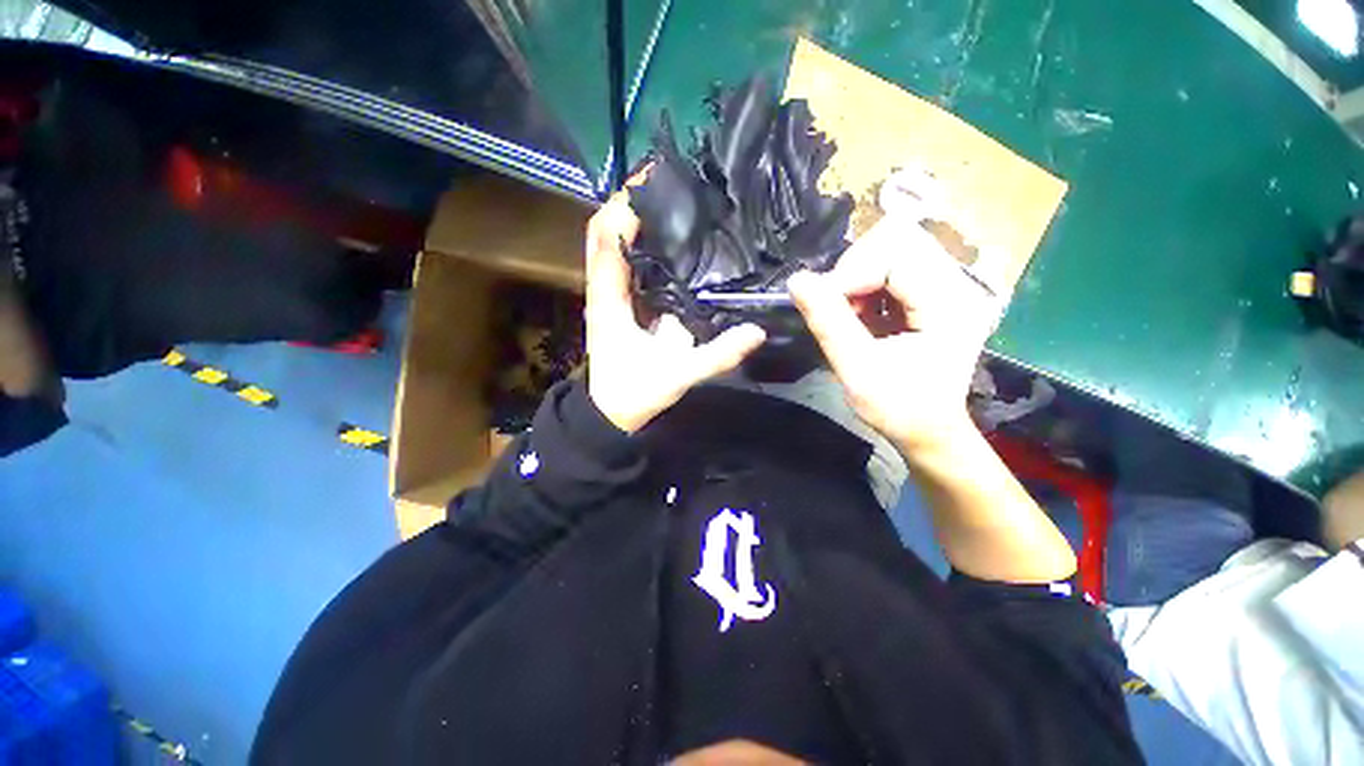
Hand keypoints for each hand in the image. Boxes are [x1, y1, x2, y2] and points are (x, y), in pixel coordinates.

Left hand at [584, 191, 765, 432]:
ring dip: (630, 219)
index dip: (625, 205)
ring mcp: (606, 295)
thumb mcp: (678, 376)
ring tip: (668, 201)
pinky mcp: (616, 303)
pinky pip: (621, 262)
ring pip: (609, 244)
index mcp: (609, 300)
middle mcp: (602, 290)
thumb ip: (716, 356)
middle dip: (628, 202)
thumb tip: (756, 332)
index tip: (656, 178)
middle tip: (667, 183)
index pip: (607, 238)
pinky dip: (635, 242)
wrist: (609, 414)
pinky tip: (665, 239)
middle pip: (602, 231)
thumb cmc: (634, 394)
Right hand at [788, 215, 1002, 454]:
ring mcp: (945, 290)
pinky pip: (891, 273)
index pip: (895, 258)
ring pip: (891, 255)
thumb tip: (797, 280)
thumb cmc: (898, 408)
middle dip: (854, 274)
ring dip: (858, 281)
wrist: (928, 431)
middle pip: (896, 246)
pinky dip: (865, 290)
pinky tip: (859, 316)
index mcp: (949, 305)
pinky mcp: (931, 298)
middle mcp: (955, 287)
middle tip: (836, 310)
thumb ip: (828, 322)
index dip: (851, 275)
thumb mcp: (857, 369)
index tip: (823, 304)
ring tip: (848, 316)